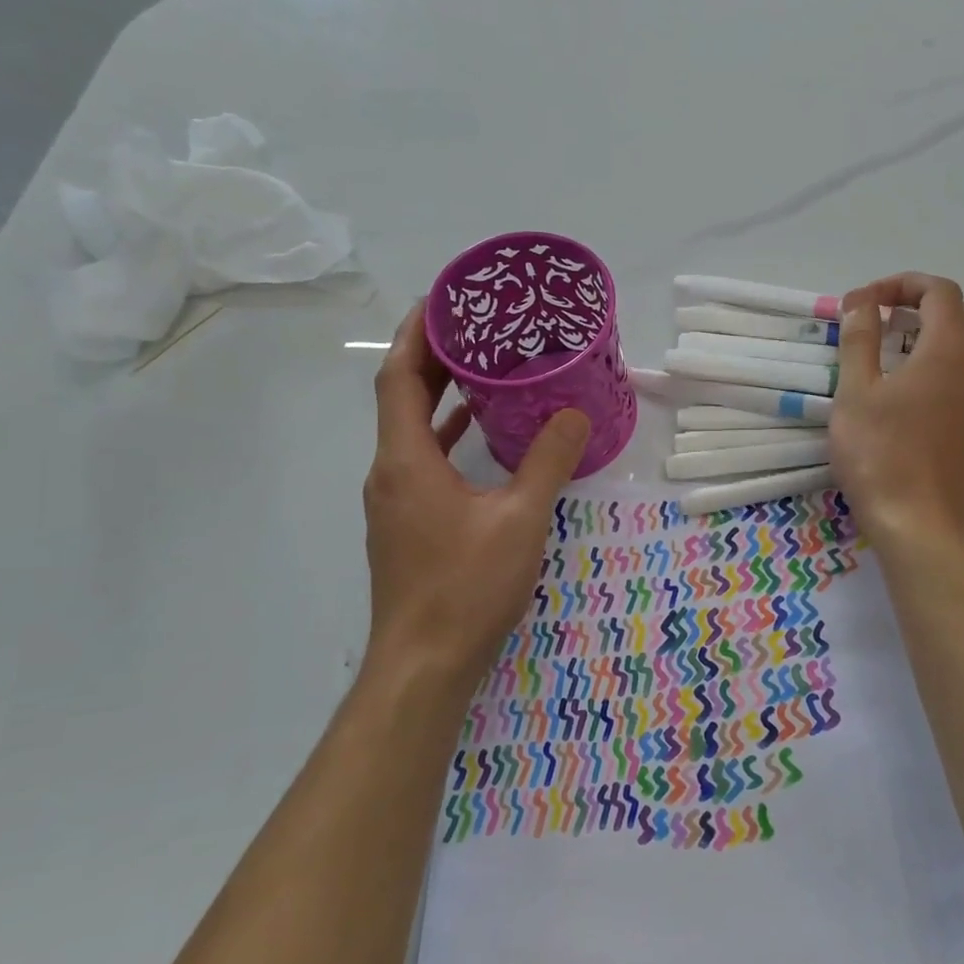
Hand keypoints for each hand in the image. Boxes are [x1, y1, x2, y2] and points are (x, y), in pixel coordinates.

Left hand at [362, 307, 587, 687]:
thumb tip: (574, 413)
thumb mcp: (521, 519)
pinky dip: (446, 439)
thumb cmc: (467, 586)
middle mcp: (389, 473)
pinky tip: (479, 439)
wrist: (424, 665)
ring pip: (410, 432)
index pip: (399, 377)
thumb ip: (547, 461)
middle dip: (432, 358)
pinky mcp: (406, 527)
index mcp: (406, 460)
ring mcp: (394, 503)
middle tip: (474, 326)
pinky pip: (421, 462)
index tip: (442, 299)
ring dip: (439, 398)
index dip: (416, 333)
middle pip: (401, 399)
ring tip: (481, 370)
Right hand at [832, 273, 963, 549]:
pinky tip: (922, 388)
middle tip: (878, 321)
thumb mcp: (856, 390)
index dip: (901, 285)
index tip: (865, 303)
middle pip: (960, 314)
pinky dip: (950, 366)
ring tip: (897, 351)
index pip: (938, 291)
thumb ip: (860, 337)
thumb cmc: (879, 452)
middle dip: (920, 306)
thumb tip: (861, 301)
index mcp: (950, 347)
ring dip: (937, 335)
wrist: (917, 520)